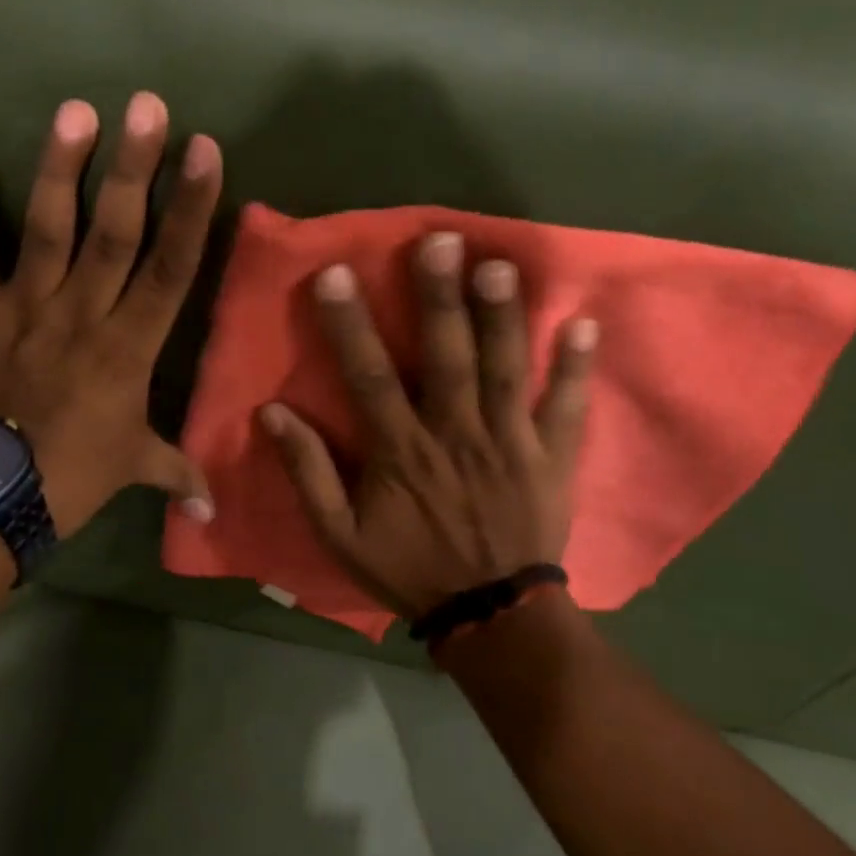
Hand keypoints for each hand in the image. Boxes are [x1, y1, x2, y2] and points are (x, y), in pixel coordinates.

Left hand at [0, 93, 222, 535]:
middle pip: (114, 233)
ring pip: (47, 232)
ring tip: (75, 111)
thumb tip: (215, 509)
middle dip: (133, 168)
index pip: (169, 268)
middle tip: (146, 105)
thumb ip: (176, 472)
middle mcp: (80, 316)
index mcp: (128, 349)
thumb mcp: (132, 469)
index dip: (190, 209)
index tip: (204, 153)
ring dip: (60, 171)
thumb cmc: (69, 480)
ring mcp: (23, 310)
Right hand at [259, 232, 596, 617]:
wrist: (489, 615)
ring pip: (506, 370)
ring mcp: (510, 443)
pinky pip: (567, 408)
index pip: (369, 376)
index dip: (350, 324)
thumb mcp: (340, 535)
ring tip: (499, 263)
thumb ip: (308, 472)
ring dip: (503, 317)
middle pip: (447, 357)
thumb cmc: (409, 568)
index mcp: (401, 451)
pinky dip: (577, 367)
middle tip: (439, 241)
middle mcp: (456, 434)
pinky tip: (584, 322)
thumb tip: (271, 413)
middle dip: (440, 297)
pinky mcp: (551, 457)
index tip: (336, 273)